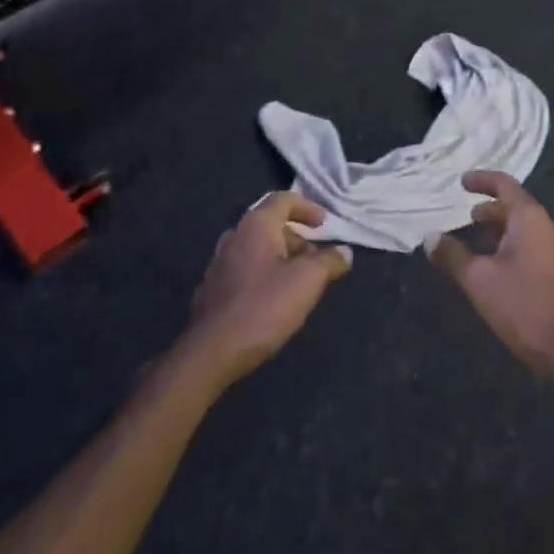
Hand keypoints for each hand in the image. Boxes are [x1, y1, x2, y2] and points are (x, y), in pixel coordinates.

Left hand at [181, 192, 351, 392]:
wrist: (210, 353)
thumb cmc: (263, 307)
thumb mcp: (306, 282)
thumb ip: (328, 262)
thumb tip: (344, 252)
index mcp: (256, 225)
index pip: (283, 199)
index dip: (307, 208)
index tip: (324, 225)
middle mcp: (234, 236)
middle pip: (270, 225)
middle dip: (297, 239)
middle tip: (315, 260)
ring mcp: (219, 263)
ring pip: (257, 249)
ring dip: (280, 259)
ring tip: (298, 283)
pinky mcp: (212, 290)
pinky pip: (244, 270)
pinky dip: (263, 275)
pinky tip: (273, 302)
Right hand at [425, 171, 553, 396]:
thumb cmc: (523, 306)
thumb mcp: (478, 280)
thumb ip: (452, 255)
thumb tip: (430, 238)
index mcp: (530, 217)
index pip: (504, 184)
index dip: (481, 180)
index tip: (462, 182)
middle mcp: (548, 225)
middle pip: (516, 205)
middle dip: (490, 208)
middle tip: (468, 216)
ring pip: (525, 226)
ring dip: (501, 228)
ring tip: (478, 240)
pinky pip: (533, 243)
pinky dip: (512, 243)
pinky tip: (498, 264)